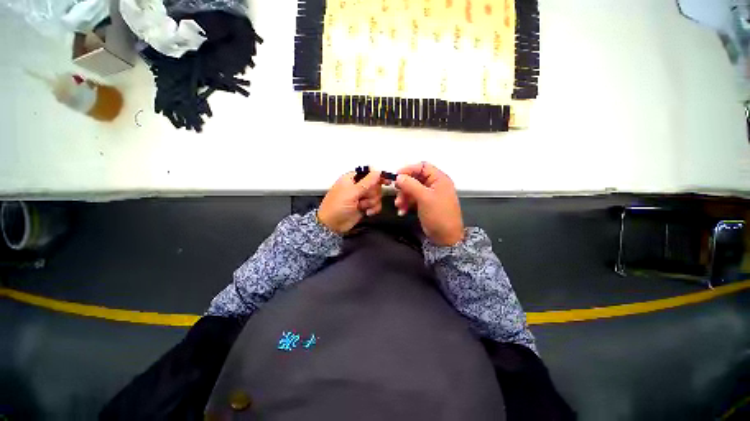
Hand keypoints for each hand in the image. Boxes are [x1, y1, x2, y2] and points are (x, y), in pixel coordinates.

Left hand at [318, 169, 383, 234]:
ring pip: (377, 195)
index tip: (386, 181)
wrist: (332, 225)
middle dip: (372, 193)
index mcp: (352, 178)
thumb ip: (367, 182)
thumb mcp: (351, 193)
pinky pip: (376, 204)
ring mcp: (362, 197)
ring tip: (361, 206)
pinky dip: (373, 209)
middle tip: (363, 198)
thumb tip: (378, 172)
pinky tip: (367, 212)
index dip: (378, 176)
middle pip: (376, 185)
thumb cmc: (337, 206)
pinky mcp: (365, 206)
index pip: (369, 172)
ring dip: (371, 202)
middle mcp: (358, 186)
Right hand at [395, 162, 464, 245]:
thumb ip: (411, 185)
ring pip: (412, 190)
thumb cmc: (438, 215)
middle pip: (415, 179)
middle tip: (396, 193)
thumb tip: (398, 176)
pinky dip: (406, 204)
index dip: (409, 169)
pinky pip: (413, 199)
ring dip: (403, 197)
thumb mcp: (424, 198)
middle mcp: (434, 185)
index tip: (396, 176)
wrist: (446, 238)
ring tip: (399, 206)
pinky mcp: (425, 204)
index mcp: (439, 179)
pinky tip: (402, 212)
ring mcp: (430, 195)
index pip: (422, 167)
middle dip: (404, 187)